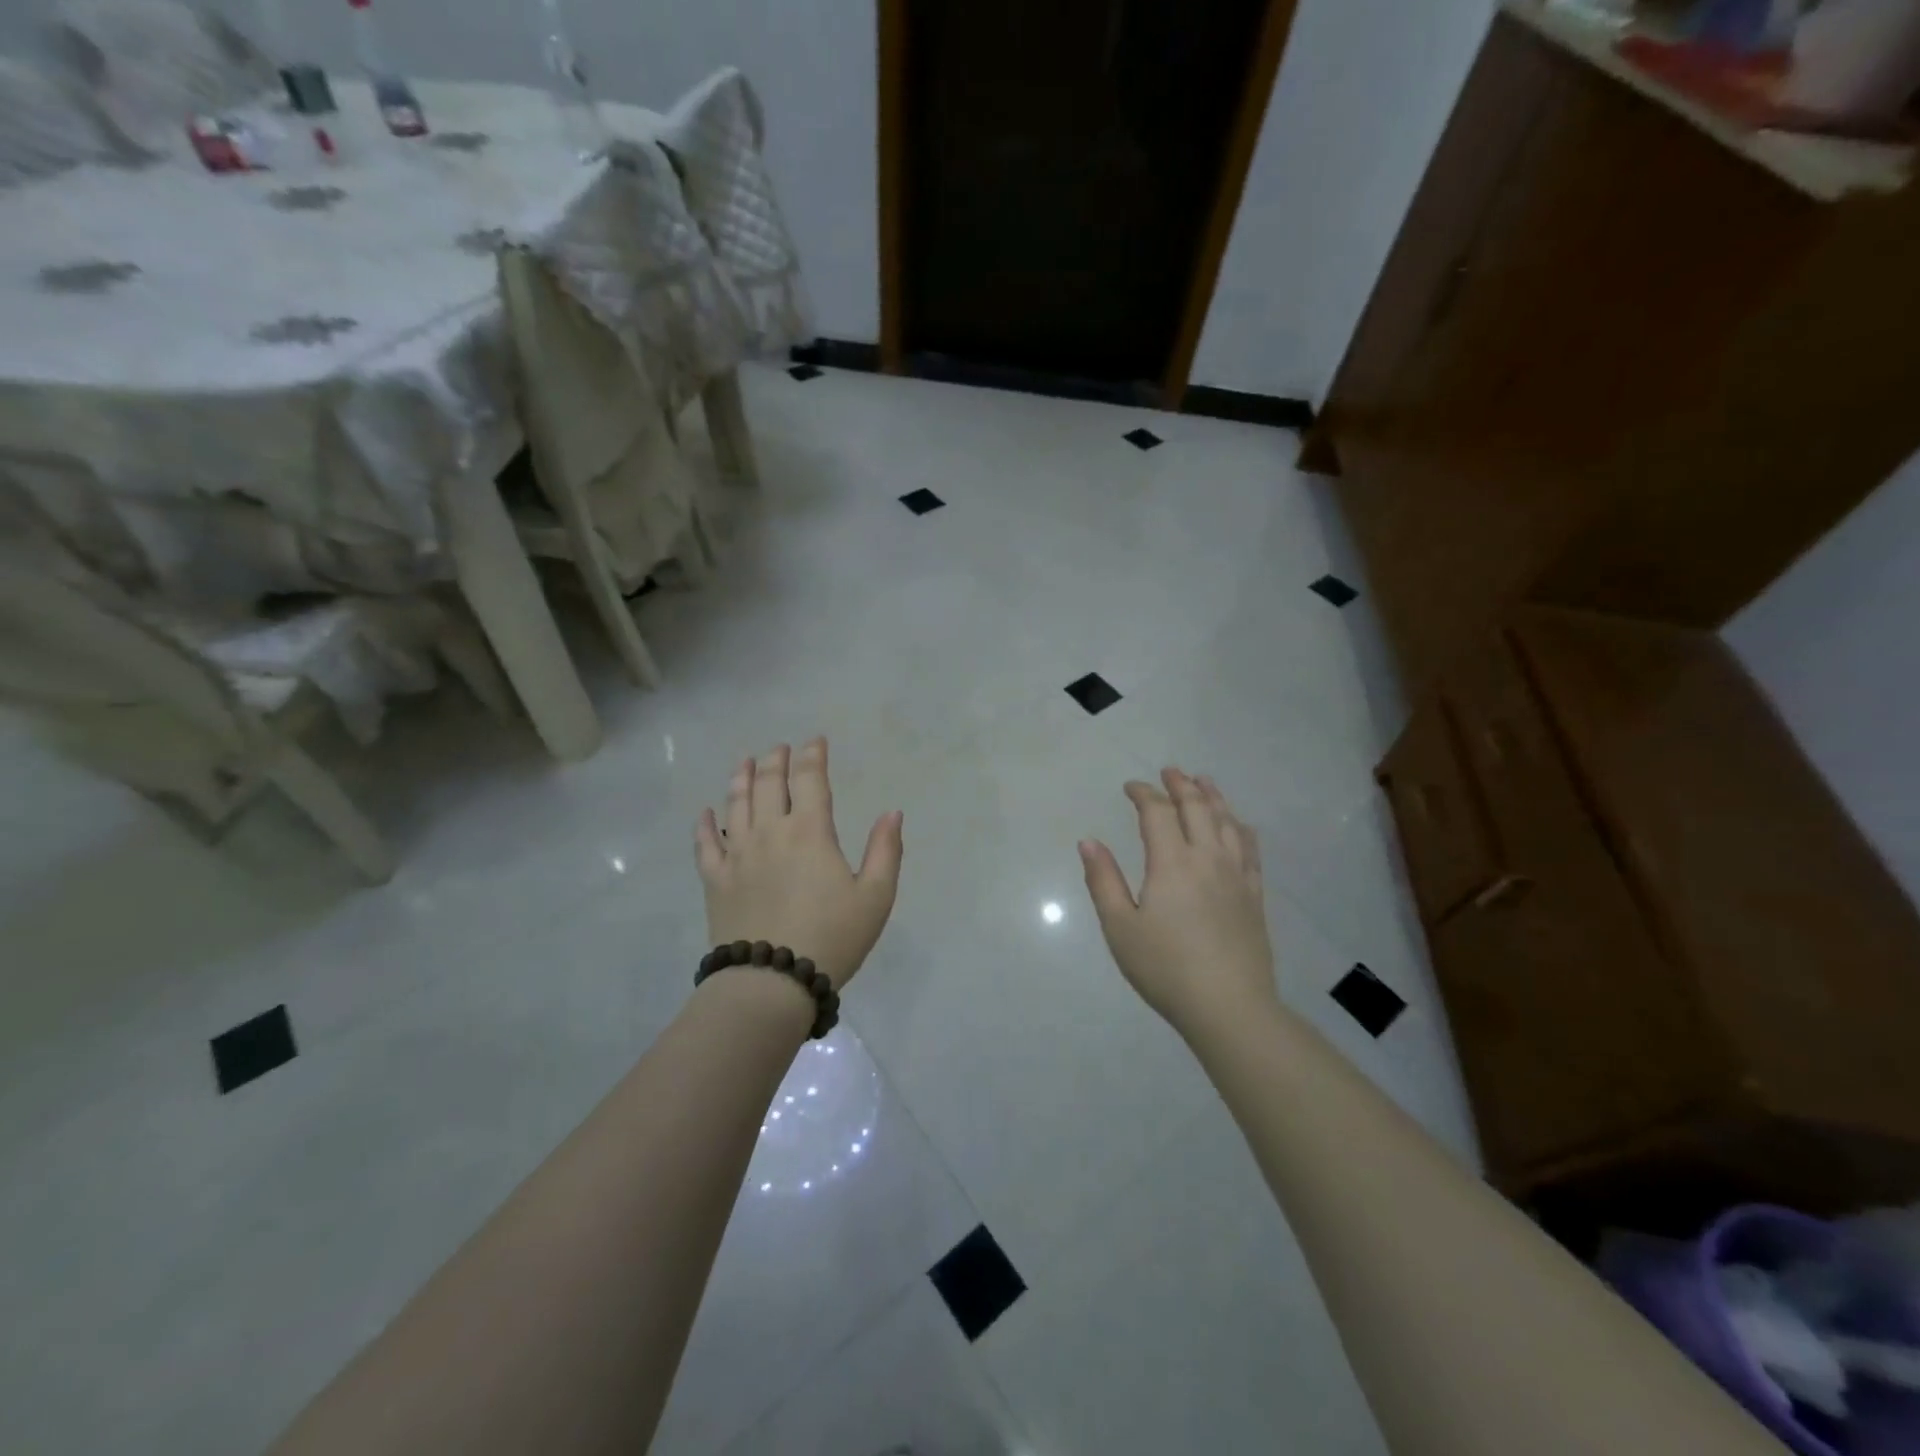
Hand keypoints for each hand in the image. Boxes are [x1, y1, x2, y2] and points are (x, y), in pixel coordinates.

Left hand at [694, 738, 903, 988]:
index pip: (810, 779)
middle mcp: (770, 832)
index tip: (815, 742)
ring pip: (736, 804)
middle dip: (775, 760)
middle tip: (779, 748)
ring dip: (740, 778)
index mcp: (810, 832)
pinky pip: (705, 844)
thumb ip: (885, 850)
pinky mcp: (715, 880)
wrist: (771, 982)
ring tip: (744, 762)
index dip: (812, 755)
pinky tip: (705, 813)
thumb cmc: (832, 938)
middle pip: (768, 783)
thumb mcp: (875, 897)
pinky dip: (705, 824)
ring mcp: (737, 855)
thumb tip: (892, 813)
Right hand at [1080, 767, 1276, 1034]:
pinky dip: (1240, 828)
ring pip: (1227, 822)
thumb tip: (1088, 841)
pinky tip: (1238, 825)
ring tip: (1203, 782)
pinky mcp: (1254, 895)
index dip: (1143, 793)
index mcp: (1171, 862)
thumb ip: (1103, 880)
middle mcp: (1207, 858)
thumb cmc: (1165, 968)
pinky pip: (1250, 849)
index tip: (1130, 787)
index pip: (1156, 812)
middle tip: (1168, 772)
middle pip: (1197, 807)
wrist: (1229, 1007)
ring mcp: (1236, 875)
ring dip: (1213, 797)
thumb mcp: (1120, 927)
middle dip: (1180, 785)